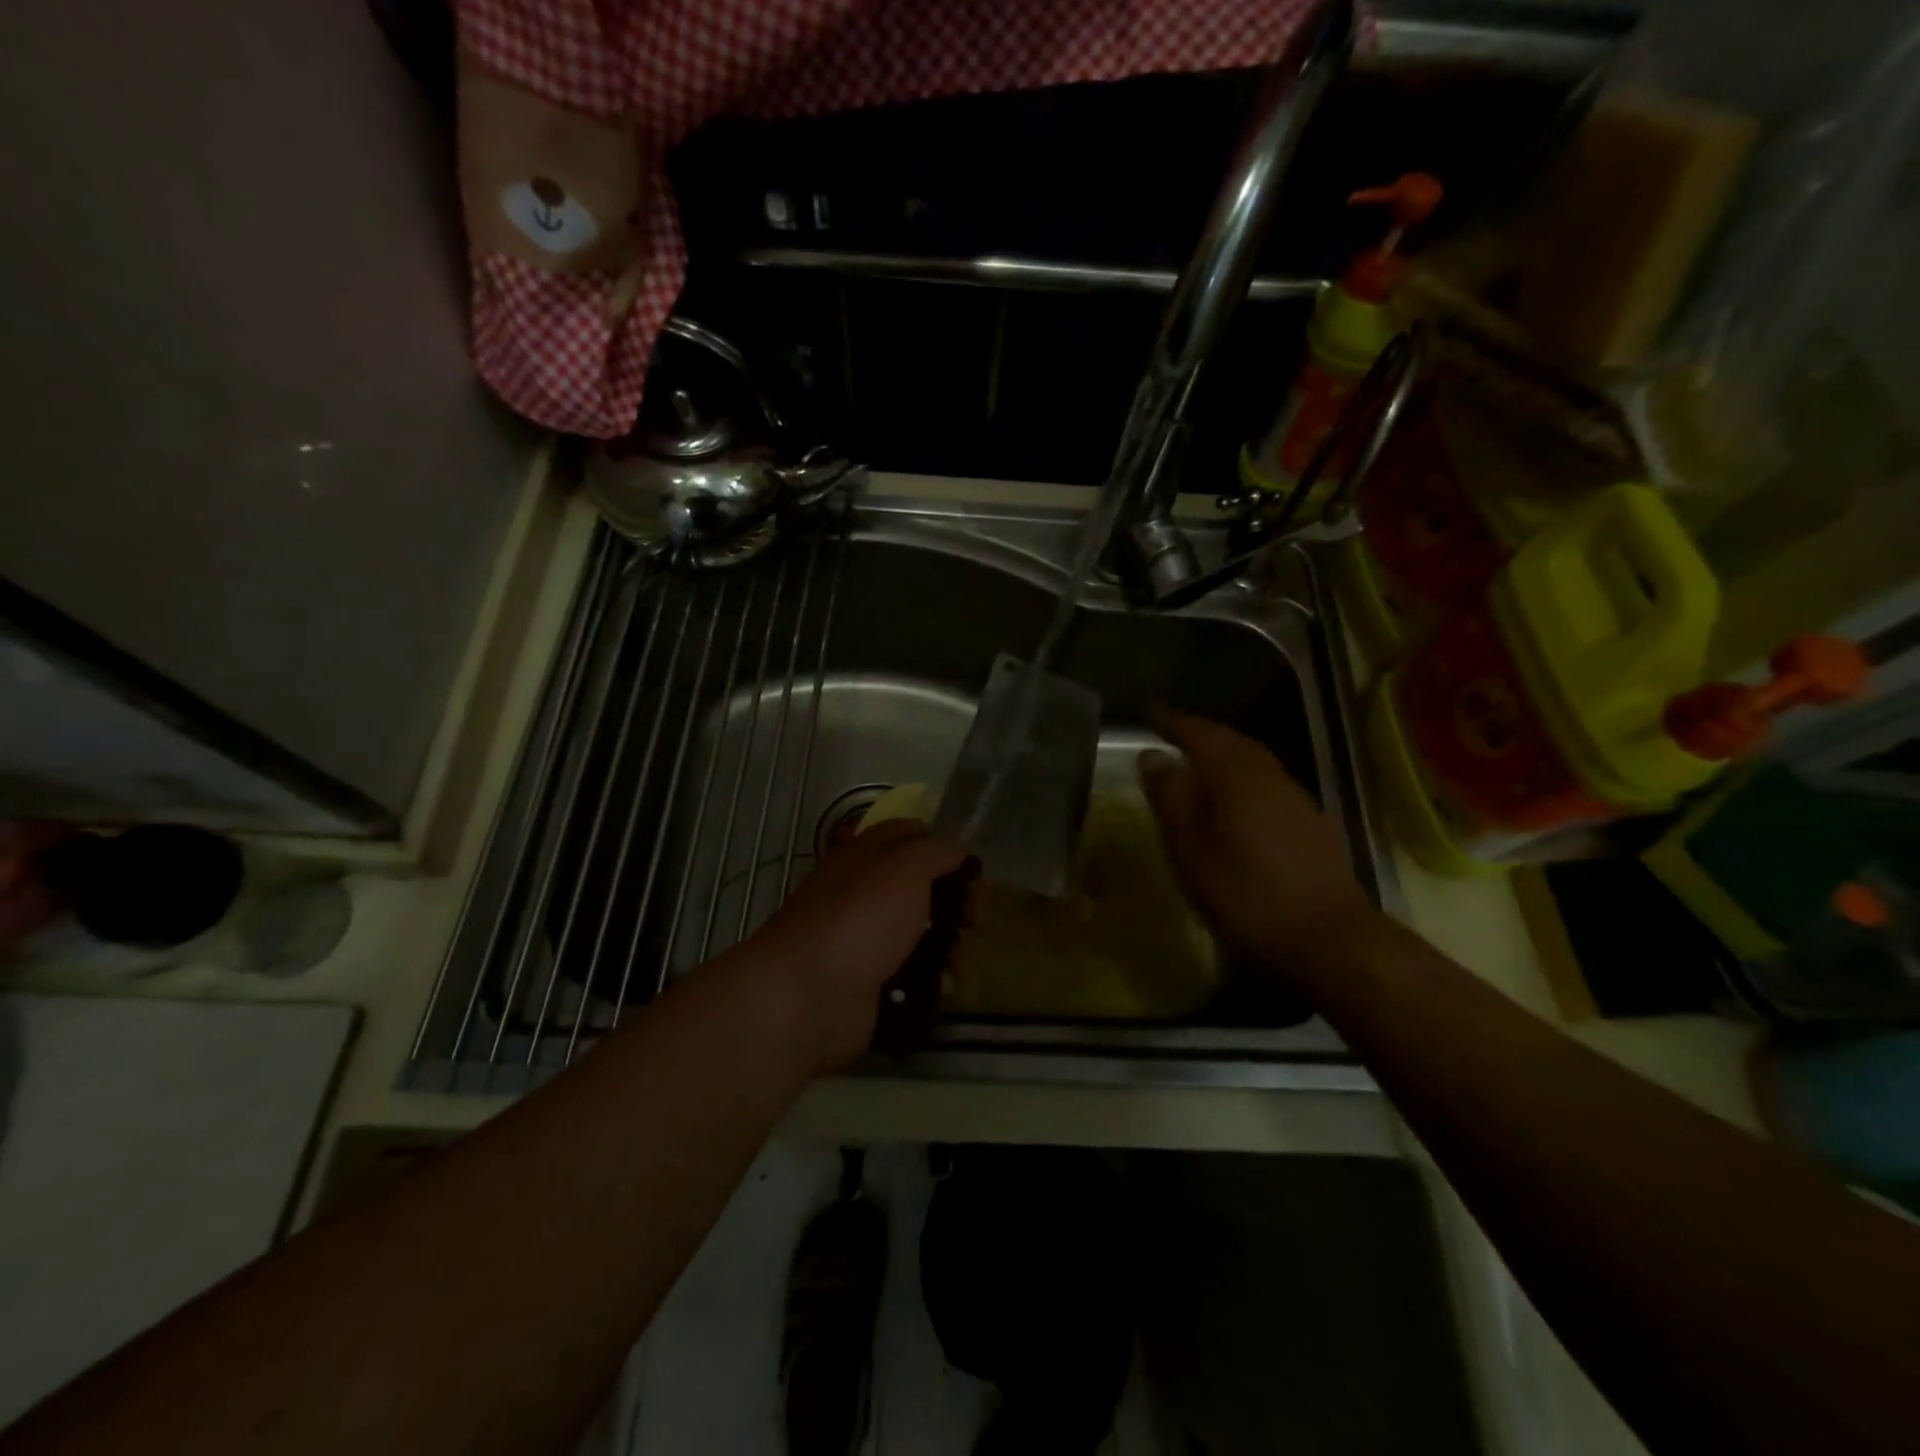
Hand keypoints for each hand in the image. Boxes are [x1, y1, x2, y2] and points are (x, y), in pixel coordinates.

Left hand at [724, 820, 968, 1078]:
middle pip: (920, 886)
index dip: (945, 847)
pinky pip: (910, 973)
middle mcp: (863, 892)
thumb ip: (937, 851)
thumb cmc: (860, 919)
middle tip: (973, 920)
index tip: (974, 872)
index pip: (911, 835)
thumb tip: (958, 853)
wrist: (809, 997)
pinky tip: (942, 986)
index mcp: (865, 855)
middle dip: (954, 901)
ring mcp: (864, 939)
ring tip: (957, 961)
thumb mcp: (906, 867)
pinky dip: (930, 979)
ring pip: (918, 932)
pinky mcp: (869, 982)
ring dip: (947, 944)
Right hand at [1138, 710, 1374, 979]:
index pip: (1197, 732)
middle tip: (1171, 734)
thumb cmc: (1244, 891)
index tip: (1148, 711)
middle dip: (1200, 734)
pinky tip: (1234, 804)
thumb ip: (1170, 796)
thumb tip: (1152, 755)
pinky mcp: (1311, 823)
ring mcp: (1295, 797)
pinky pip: (1266, 784)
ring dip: (1223, 757)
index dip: (1171, 721)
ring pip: (1252, 762)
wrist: (1327, 937)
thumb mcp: (1190, 847)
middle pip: (1230, 741)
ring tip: (1197, 766)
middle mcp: (1268, 774)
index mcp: (1235, 773)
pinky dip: (1242, 781)